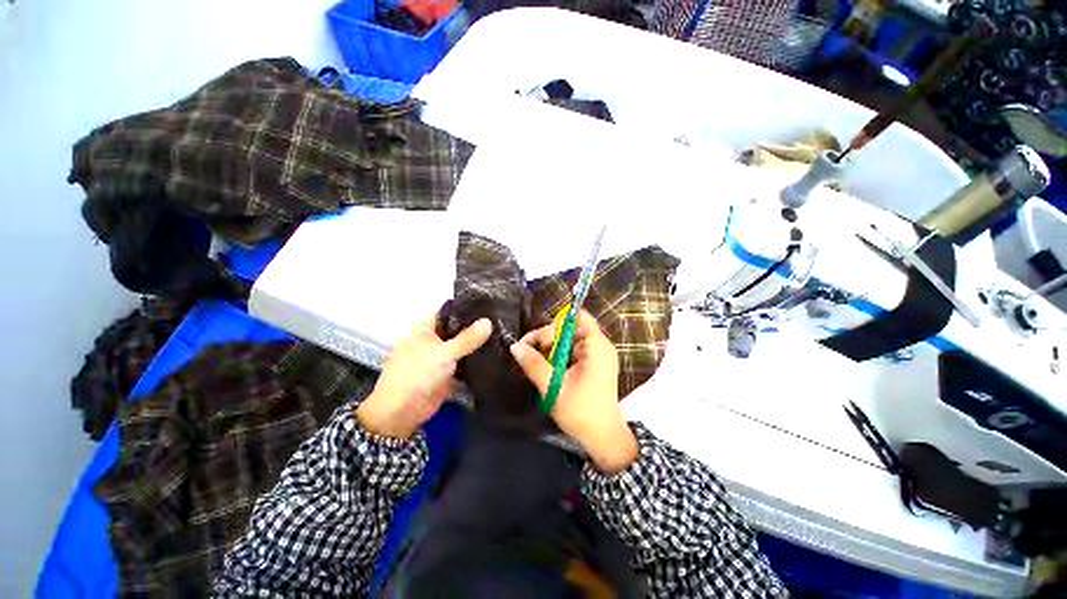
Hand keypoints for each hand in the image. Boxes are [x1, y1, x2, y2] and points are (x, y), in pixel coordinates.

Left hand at [357, 315, 491, 438]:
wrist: (401, 413)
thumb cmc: (416, 376)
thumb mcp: (443, 354)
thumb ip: (467, 338)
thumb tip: (489, 321)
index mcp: (426, 328)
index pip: (451, 311)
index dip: (469, 308)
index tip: (492, 305)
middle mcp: (435, 338)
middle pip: (459, 328)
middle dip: (478, 327)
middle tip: (503, 322)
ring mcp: (442, 355)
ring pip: (464, 345)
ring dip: (479, 344)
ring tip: (505, 336)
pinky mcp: (449, 371)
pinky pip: (466, 361)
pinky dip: (477, 359)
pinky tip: (497, 354)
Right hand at [510, 310, 637, 473]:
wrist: (603, 438)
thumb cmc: (581, 413)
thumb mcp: (554, 387)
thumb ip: (534, 364)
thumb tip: (514, 346)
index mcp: (597, 347)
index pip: (578, 317)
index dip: (557, 324)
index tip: (539, 341)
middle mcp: (600, 346)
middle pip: (571, 327)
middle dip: (549, 337)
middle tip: (529, 352)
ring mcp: (597, 355)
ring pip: (569, 339)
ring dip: (551, 347)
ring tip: (534, 360)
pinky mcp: (592, 364)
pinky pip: (572, 350)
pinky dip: (558, 355)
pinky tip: (546, 367)